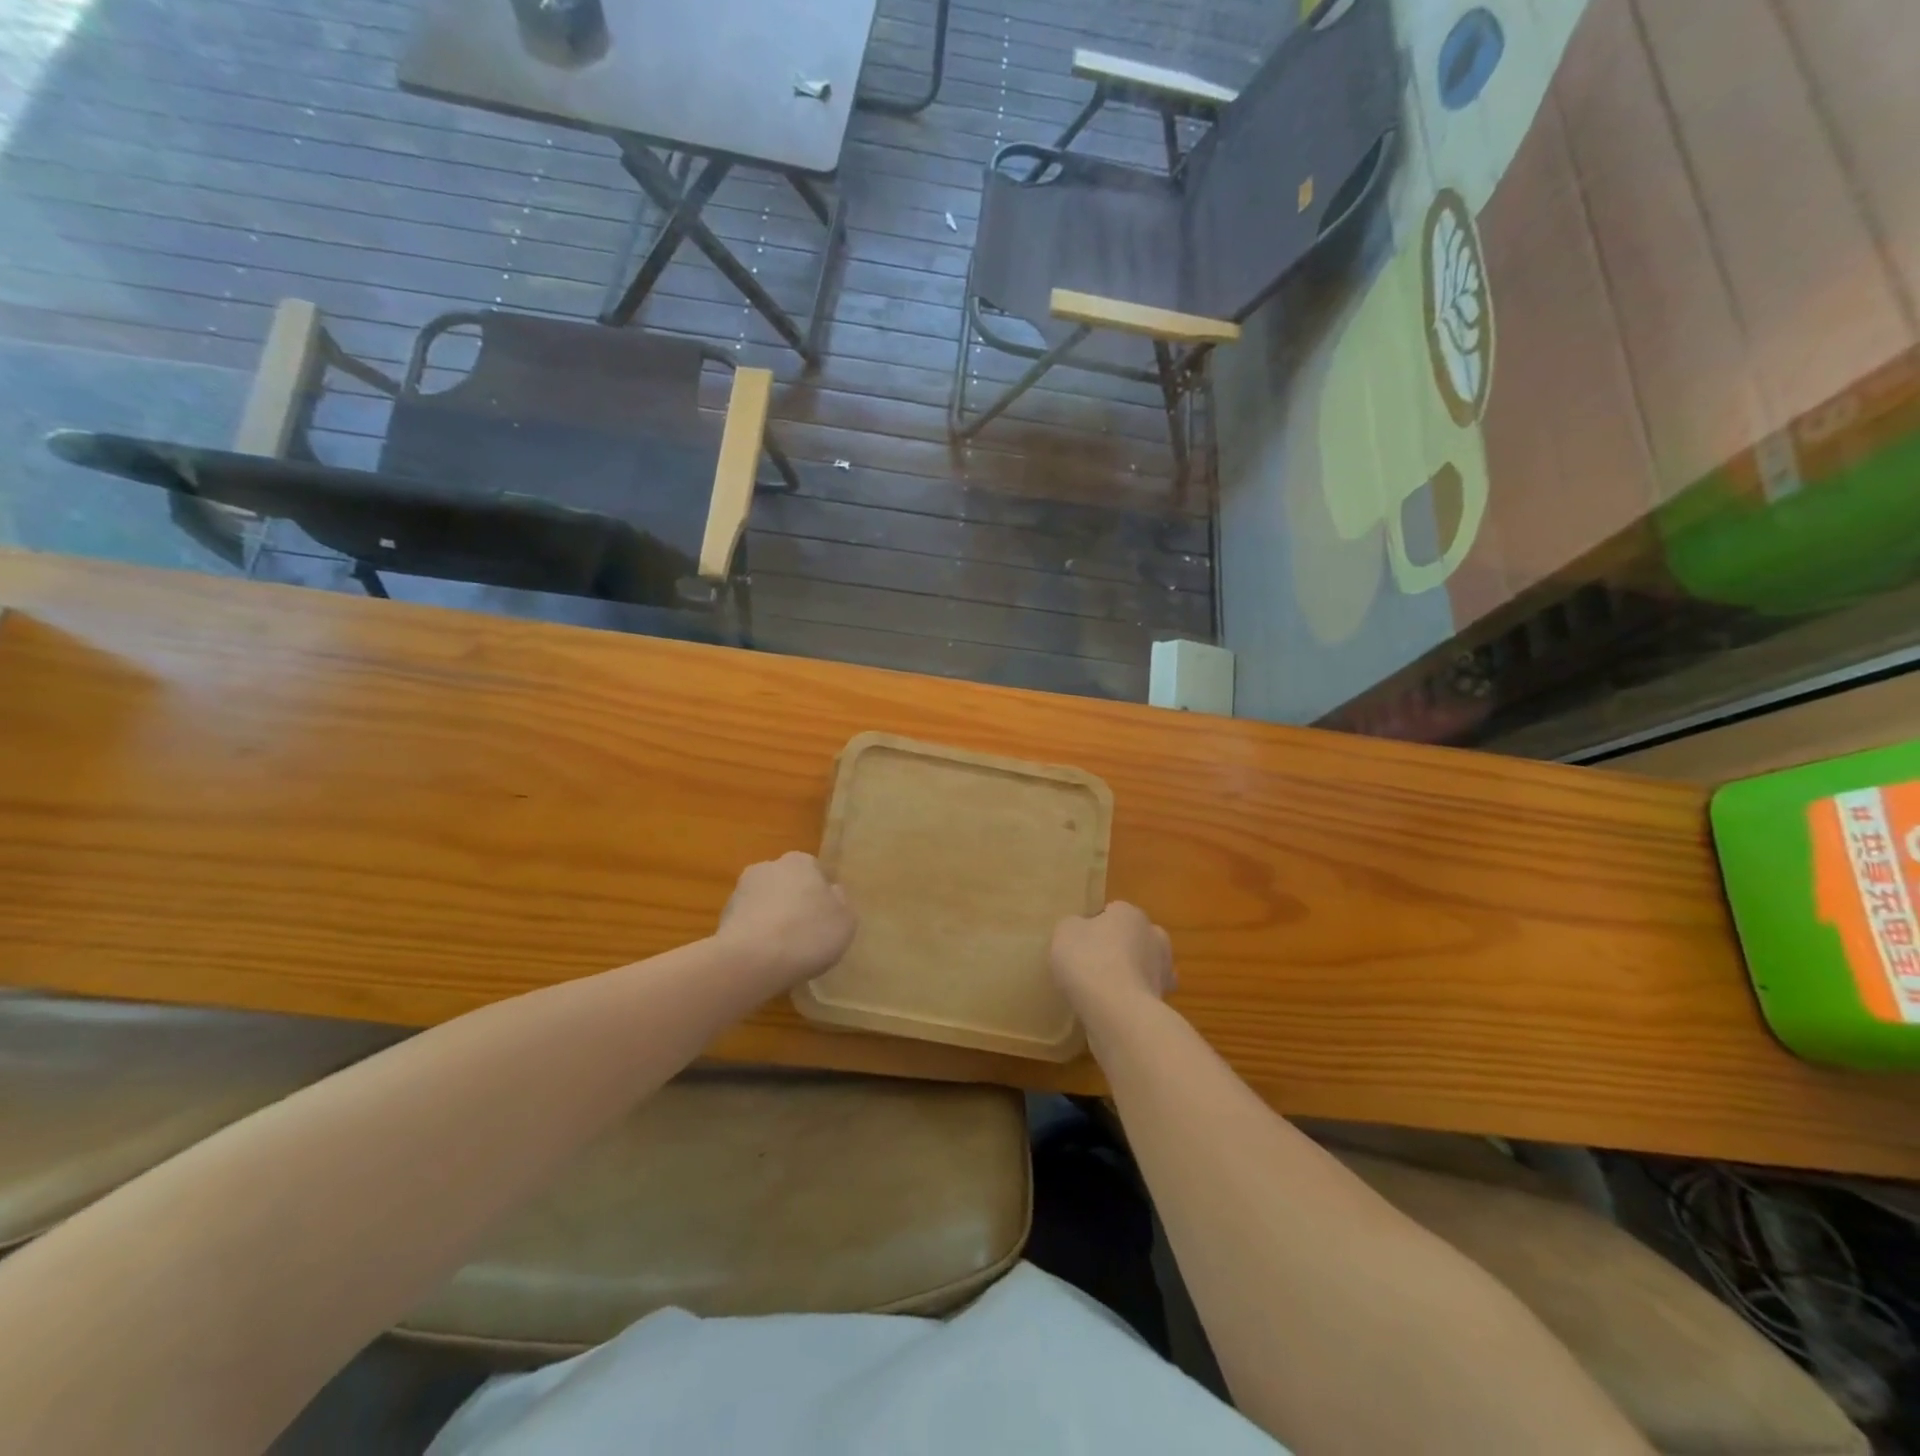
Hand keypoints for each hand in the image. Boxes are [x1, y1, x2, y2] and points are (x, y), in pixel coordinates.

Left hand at [715, 852, 856, 990]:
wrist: (752, 960)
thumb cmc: (808, 933)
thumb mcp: (845, 920)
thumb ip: (840, 902)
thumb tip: (831, 893)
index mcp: (800, 862)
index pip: (814, 870)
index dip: (821, 894)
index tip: (825, 917)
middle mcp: (767, 867)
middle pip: (786, 884)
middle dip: (793, 902)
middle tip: (806, 933)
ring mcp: (740, 892)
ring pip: (764, 904)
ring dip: (772, 919)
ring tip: (783, 952)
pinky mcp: (722, 919)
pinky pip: (747, 925)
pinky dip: (755, 937)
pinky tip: (763, 960)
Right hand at [1050, 901, 1174, 1021]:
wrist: (1118, 1012)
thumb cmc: (1089, 961)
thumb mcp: (1065, 932)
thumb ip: (1074, 926)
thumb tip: (1082, 930)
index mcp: (1130, 913)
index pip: (1112, 912)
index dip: (1094, 926)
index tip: (1079, 943)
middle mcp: (1154, 936)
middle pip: (1133, 938)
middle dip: (1119, 948)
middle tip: (1092, 964)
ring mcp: (1163, 970)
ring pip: (1142, 966)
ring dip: (1128, 974)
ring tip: (1101, 991)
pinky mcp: (1164, 1001)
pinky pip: (1142, 994)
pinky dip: (1131, 999)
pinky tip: (1112, 1008)